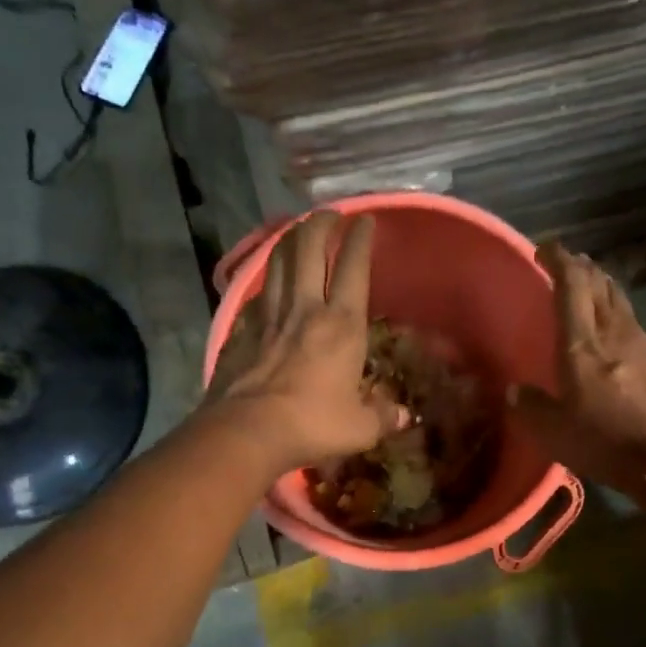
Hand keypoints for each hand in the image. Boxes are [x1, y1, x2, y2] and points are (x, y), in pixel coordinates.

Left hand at [204, 211, 405, 473]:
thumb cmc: (312, 425)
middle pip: (309, 249)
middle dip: (320, 224)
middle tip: (329, 215)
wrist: (247, 431)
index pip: (354, 268)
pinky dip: (267, 279)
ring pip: (278, 262)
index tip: (365, 220)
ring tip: (299, 231)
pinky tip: (270, 282)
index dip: (360, 239)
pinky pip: (258, 293)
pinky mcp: (242, 331)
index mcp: (342, 325)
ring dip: (290, 240)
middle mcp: (305, 309)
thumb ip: (382, 416)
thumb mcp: (360, 428)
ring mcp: (269, 317)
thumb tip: (402, 415)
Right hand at [508, 243, 645, 496]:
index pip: (571, 285)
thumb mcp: (553, 431)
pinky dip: (615, 312)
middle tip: (566, 263)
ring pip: (618, 300)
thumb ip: (531, 406)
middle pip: (599, 285)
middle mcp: (612, 333)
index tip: (545, 248)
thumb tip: (516, 391)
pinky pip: (630, 322)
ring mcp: (640, 345)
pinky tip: (612, 325)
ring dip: (602, 286)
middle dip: (581, 267)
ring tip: (589, 284)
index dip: (558, 260)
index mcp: (582, 343)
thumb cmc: (604, 440)